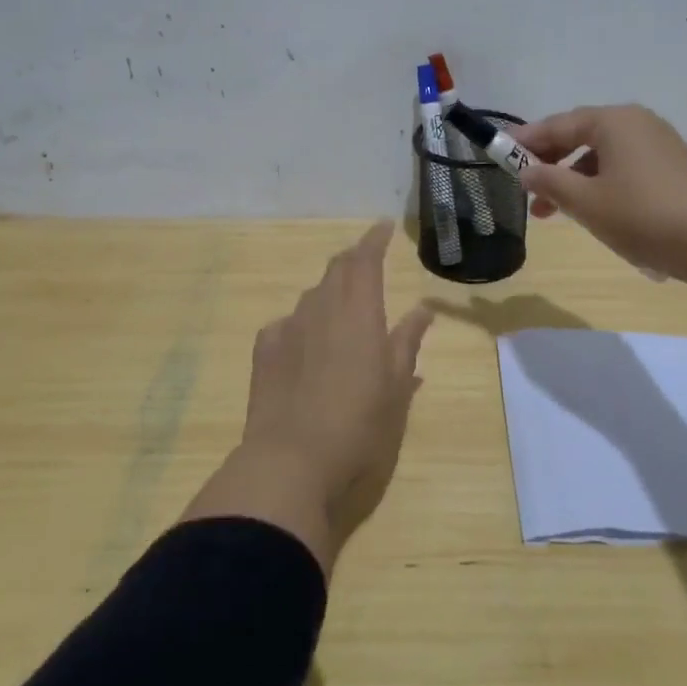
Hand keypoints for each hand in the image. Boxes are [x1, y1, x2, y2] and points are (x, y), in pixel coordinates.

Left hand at [183, 221, 433, 570]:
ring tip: (341, 308)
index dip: (375, 239)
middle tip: (367, 261)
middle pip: (337, 269)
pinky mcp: (264, 350)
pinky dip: (303, 323)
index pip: (366, 259)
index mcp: (359, 312)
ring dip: (329, 291)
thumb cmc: (358, 424)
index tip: (384, 226)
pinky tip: (305, 344)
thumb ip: (407, 341)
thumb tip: (422, 309)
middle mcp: (322, 308)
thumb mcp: (396, 386)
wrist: (290, 459)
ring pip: (312, 295)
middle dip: (353, 259)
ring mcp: (289, 327)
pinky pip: (287, 323)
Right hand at [514, 104, 686, 286]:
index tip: (499, 153)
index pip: (558, 125)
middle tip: (524, 189)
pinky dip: (600, 184)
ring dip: (573, 180)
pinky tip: (592, 212)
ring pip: (601, 156)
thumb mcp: (587, 202)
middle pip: (580, 136)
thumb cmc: (644, 216)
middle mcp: (636, 123)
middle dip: (549, 163)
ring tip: (552, 212)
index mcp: (613, 121)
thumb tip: (526, 173)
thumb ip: (550, 183)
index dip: (526, 141)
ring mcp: (658, 145)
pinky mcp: (672, 168)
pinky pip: (623, 168)